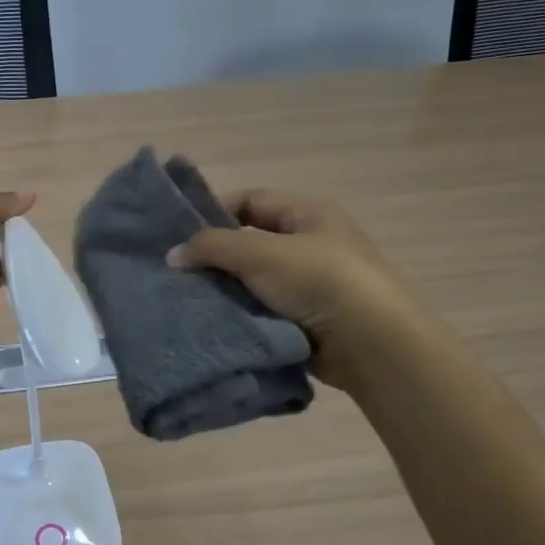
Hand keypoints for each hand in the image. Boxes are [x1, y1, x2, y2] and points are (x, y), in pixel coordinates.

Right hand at [168, 187, 408, 390]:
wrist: (372, 344)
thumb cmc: (320, 281)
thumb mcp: (261, 253)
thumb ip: (213, 247)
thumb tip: (173, 255)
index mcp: (308, 214)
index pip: (251, 200)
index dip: (214, 212)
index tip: (179, 235)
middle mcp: (310, 244)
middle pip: (250, 242)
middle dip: (215, 257)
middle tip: (176, 273)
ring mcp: (309, 285)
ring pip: (253, 281)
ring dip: (225, 290)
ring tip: (186, 301)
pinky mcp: (305, 321)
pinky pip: (263, 312)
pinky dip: (240, 316)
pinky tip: (212, 324)